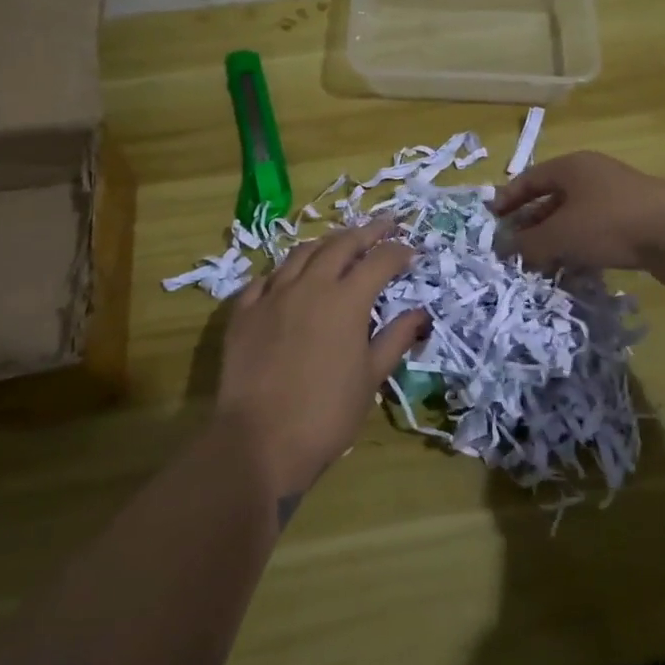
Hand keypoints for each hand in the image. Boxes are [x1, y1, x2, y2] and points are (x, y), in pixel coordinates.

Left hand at [216, 216, 428, 505]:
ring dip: (326, 243)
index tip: (412, 250)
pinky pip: (266, 278)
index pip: (379, 261)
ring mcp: (272, 294)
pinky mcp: (244, 310)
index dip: (398, 251)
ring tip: (339, 243)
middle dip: (367, 232)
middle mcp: (310, 285)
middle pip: (341, 244)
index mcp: (346, 299)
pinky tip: (289, 277)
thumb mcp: (370, 377)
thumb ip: (395, 338)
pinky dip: (285, 271)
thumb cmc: (326, 414)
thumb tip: (420, 313)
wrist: (259, 439)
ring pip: (301, 253)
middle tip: (385, 225)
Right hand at [490, 151, 664, 284]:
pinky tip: (573, 268)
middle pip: (551, 197)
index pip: (529, 179)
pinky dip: (579, 247)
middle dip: (530, 223)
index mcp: (571, 167)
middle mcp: (592, 175)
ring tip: (539, 264)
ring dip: (554, 239)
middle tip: (513, 247)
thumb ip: (529, 243)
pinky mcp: (636, 220)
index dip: (507, 199)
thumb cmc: (612, 223)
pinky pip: (596, 231)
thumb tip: (505, 249)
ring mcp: (616, 197)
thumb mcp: (562, 235)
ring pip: (574, 217)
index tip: (492, 220)